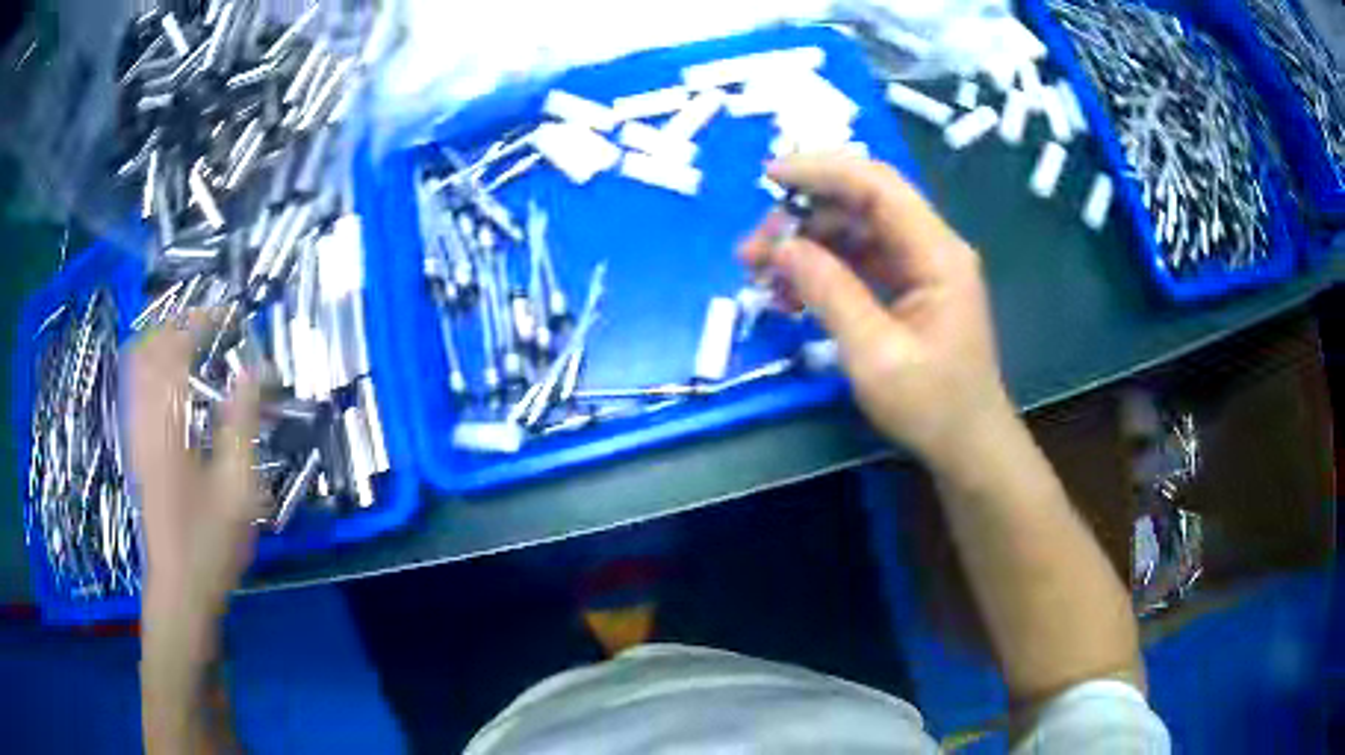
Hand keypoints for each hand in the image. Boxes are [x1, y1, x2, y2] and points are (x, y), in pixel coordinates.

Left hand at [128, 313, 261, 623]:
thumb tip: (253, 369)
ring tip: (197, 346)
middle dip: (180, 325)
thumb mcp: (238, 488)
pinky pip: (137, 389)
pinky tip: (177, 385)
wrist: (179, 591)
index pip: (177, 349)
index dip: (203, 321)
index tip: (232, 315)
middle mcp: (142, 419)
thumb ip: (243, 422)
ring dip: (165, 343)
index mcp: (166, 425)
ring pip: (138, 365)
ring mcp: (134, 433)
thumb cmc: (210, 544)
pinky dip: (155, 369)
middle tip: (214, 327)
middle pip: (149, 347)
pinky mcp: (135, 448)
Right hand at [739, 155, 1013, 468]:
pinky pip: (858, 261)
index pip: (876, 185)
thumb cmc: (932, 406)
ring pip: (854, 231)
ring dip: (806, 244)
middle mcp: (931, 247)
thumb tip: (781, 247)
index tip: (768, 177)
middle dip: (803, 216)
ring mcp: (920, 267)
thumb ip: (829, 292)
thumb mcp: (875, 355)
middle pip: (862, 203)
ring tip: (760, 275)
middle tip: (753, 251)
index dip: (821, 171)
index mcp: (936, 253)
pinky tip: (789, 294)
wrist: (967, 447)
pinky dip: (821, 269)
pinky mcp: (908, 287)